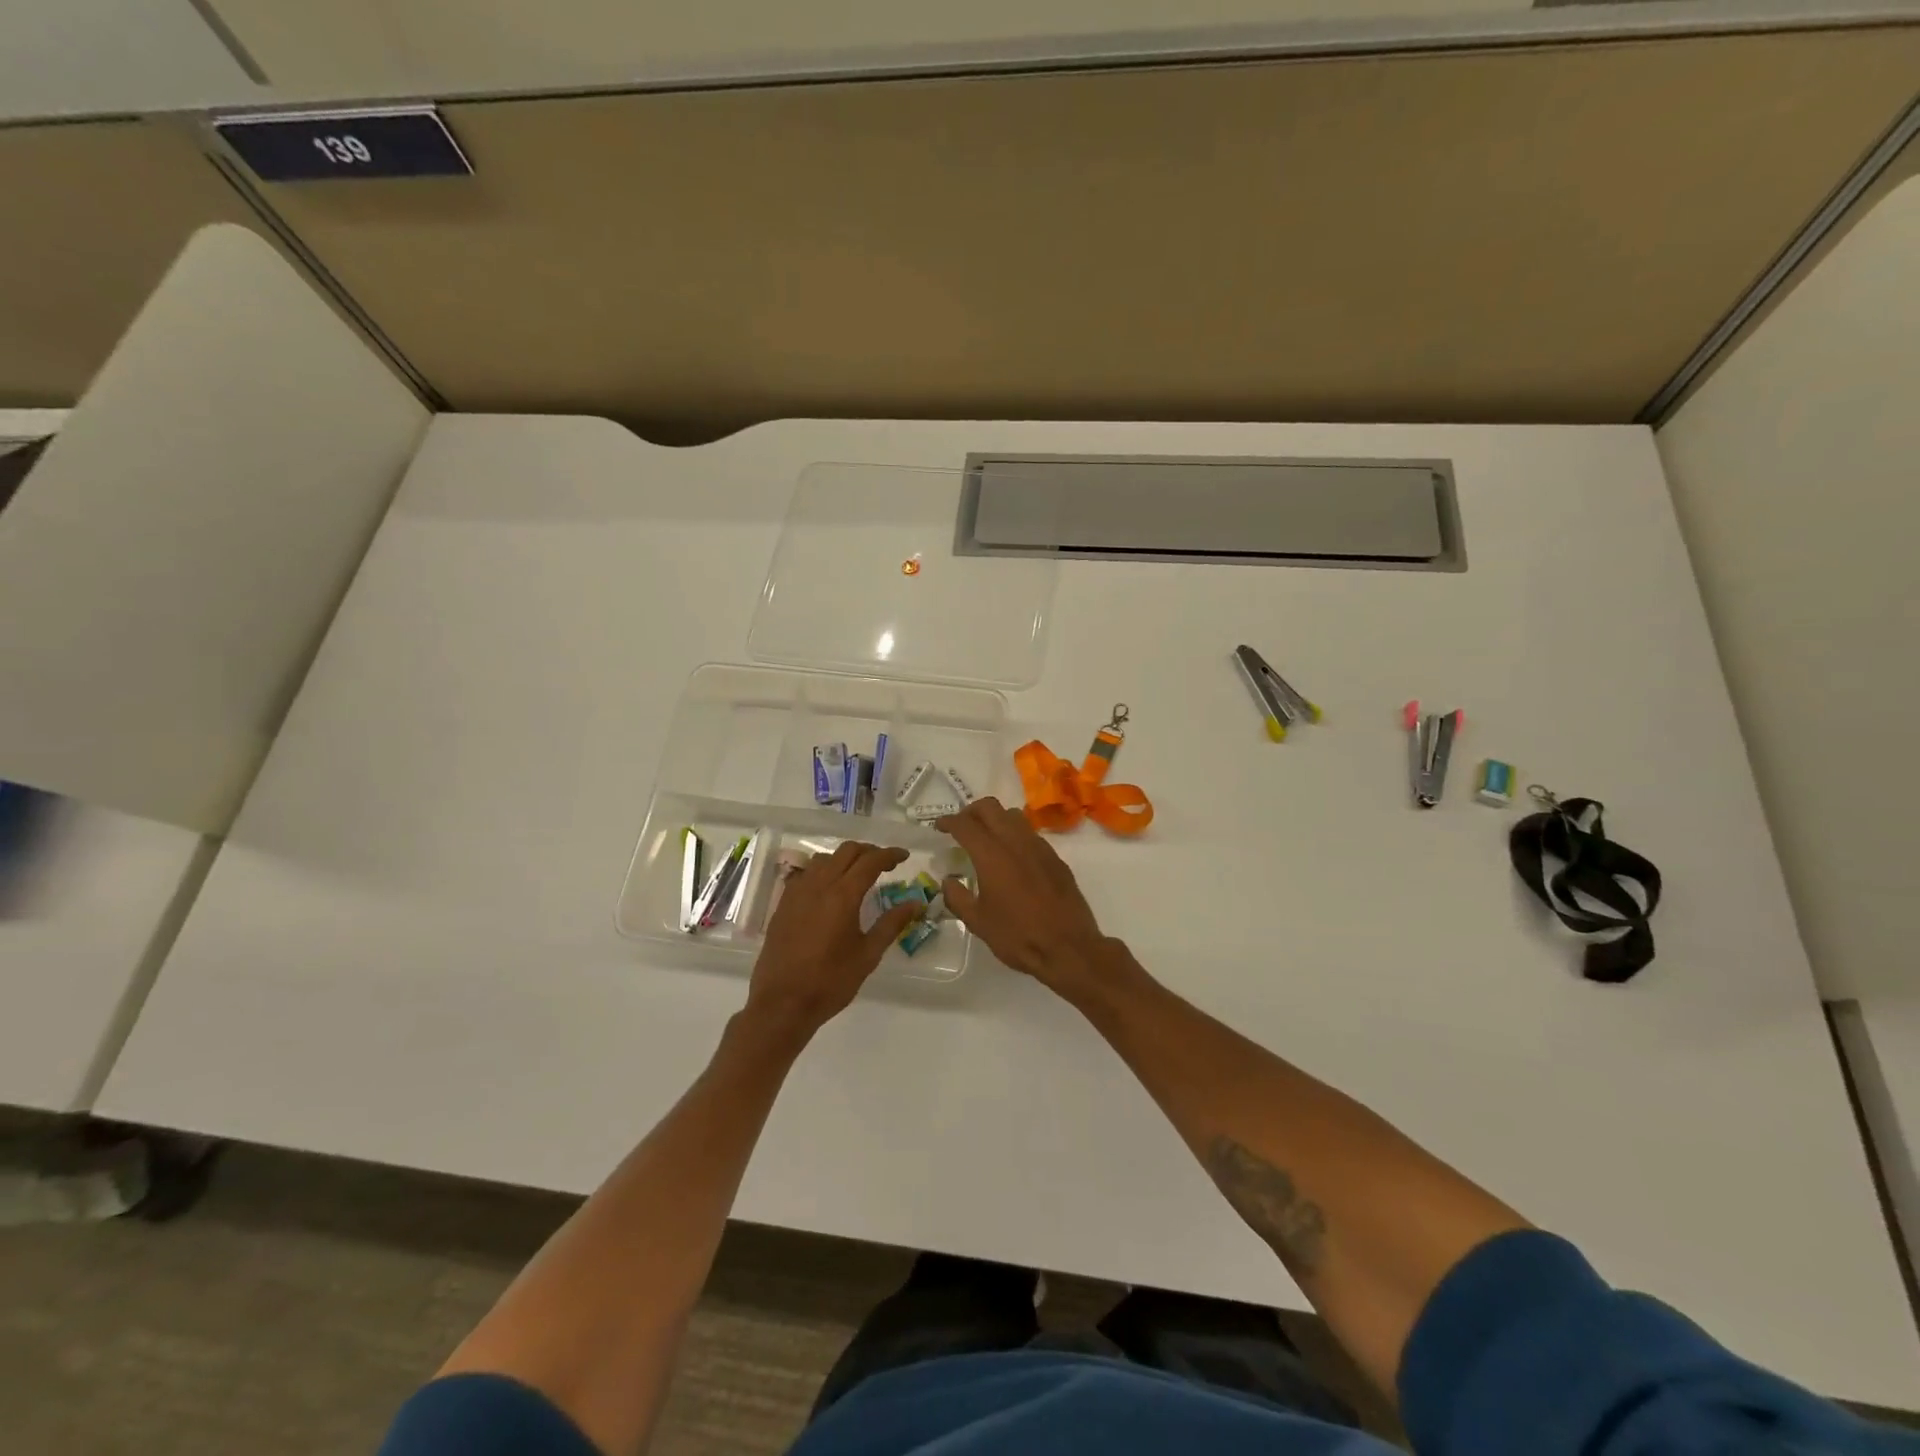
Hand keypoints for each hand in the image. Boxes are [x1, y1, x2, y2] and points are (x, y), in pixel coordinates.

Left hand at [745, 841, 920, 1034]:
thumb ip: (891, 924)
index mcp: (843, 895)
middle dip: (869, 851)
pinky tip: (829, 889)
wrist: (782, 1003)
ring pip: (824, 859)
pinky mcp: (783, 903)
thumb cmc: (831, 981)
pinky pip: (806, 874)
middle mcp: (819, 885)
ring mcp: (797, 892)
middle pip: (847, 851)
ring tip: (858, 874)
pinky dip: (823, 871)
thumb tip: (915, 903)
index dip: (890, 854)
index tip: (904, 856)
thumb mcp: (868, 955)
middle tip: (885, 864)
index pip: (870, 861)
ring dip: (844, 859)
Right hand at [934, 798, 1110, 994]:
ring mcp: (1039, 847)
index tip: (939, 827)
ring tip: (987, 839)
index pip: (965, 824)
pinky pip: (1030, 834)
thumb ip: (957, 898)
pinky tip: (1012, 858)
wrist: (1068, 948)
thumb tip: (948, 881)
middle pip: (990, 807)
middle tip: (961, 828)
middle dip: (971, 812)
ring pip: (1013, 816)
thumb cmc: (1018, 936)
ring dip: (995, 819)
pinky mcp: (1055, 858)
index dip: (948, 821)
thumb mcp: (978, 922)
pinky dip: (1015, 835)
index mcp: (991, 855)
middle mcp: (1015, 842)